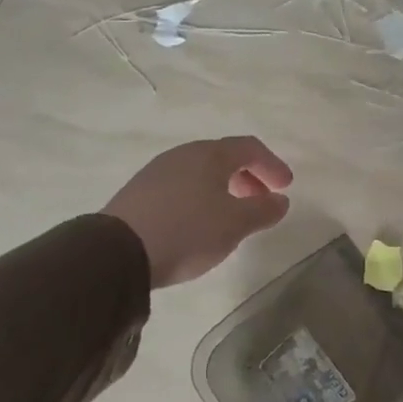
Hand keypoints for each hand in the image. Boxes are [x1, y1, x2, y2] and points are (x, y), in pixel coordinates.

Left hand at [104, 137, 292, 288]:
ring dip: (224, 189)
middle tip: (262, 201)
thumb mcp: (235, 224)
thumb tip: (280, 201)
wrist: (117, 253)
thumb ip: (263, 210)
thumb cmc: (187, 231)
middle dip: (249, 177)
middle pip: (224, 157)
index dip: (272, 164)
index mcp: (209, 155)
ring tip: (232, 216)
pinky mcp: (139, 194)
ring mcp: (157, 172)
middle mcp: (183, 155)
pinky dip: (201, 198)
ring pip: (201, 173)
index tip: (286, 187)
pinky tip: (200, 223)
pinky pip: (181, 187)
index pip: (249, 147)